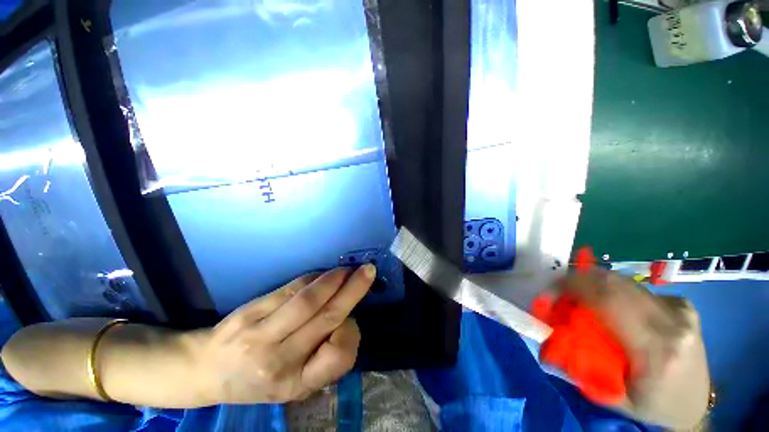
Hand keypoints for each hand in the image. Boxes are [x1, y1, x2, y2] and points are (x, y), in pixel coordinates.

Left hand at [193, 265, 374, 403]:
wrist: (207, 370)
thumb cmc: (259, 380)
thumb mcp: (294, 385)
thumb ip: (323, 359)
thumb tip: (347, 319)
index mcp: (296, 384)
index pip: (336, 357)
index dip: (350, 332)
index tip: (351, 320)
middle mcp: (280, 361)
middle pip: (327, 318)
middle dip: (353, 291)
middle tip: (368, 271)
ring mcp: (262, 335)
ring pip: (309, 300)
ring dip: (334, 280)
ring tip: (348, 270)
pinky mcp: (251, 313)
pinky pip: (292, 289)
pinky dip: (314, 278)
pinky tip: (325, 274)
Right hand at [555, 269, 709, 428]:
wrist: (693, 406)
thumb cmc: (650, 405)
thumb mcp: (611, 393)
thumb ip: (580, 359)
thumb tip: (549, 328)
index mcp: (658, 350)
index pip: (606, 300)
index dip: (570, 288)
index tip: (547, 295)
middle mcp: (674, 322)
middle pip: (613, 282)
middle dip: (576, 281)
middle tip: (557, 293)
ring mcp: (681, 309)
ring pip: (623, 281)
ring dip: (592, 284)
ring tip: (577, 298)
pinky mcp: (682, 303)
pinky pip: (635, 288)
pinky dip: (613, 291)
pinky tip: (609, 306)